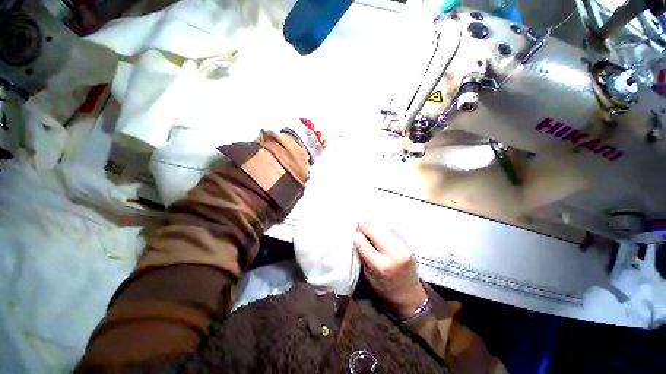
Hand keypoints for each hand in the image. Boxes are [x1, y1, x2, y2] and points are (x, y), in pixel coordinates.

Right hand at [355, 222, 427, 318]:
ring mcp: (403, 247)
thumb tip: (356, 235)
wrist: (408, 293)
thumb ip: (361, 254)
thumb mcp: (367, 275)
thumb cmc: (383, 287)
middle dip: (364, 227)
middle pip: (373, 229)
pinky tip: (379, 234)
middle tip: (360, 230)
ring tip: (369, 232)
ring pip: (382, 226)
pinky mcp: (408, 244)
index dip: (356, 236)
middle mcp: (393, 254)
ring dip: (373, 227)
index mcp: (380, 265)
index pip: (362, 241)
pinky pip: (390, 229)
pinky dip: (382, 229)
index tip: (353, 235)